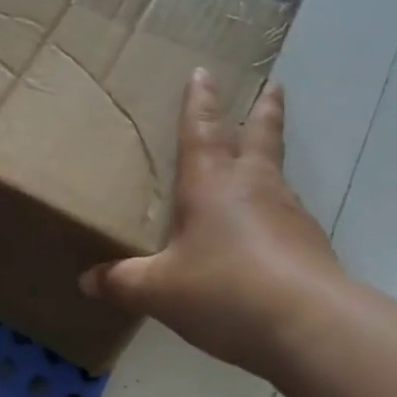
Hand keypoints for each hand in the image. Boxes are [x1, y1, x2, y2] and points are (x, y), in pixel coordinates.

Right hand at [81, 71, 342, 376]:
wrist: (308, 325)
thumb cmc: (224, 290)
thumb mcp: (160, 290)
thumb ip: (123, 282)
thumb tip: (86, 282)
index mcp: (210, 183)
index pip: (202, 130)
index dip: (200, 101)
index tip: (205, 72)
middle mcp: (252, 186)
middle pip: (261, 136)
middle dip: (263, 109)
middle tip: (273, 86)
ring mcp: (288, 212)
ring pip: (277, 173)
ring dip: (271, 158)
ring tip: (263, 160)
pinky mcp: (310, 243)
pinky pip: (288, 215)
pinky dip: (277, 211)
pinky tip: (269, 231)